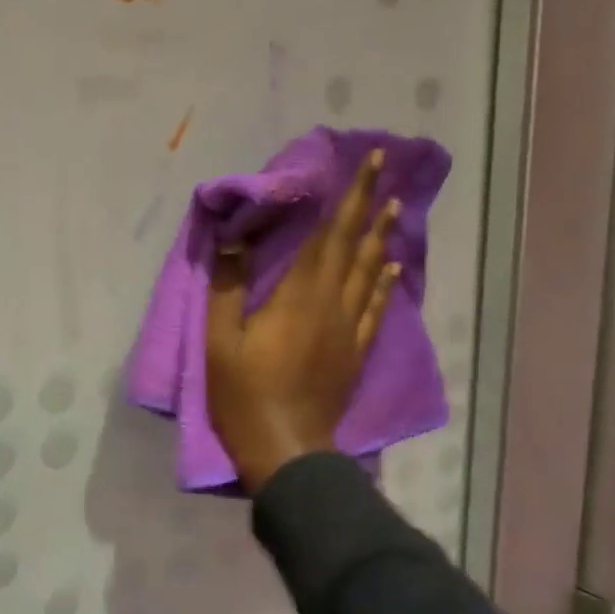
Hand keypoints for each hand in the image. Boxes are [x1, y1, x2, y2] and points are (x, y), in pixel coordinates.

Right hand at [205, 151, 401, 492]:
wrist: (287, 449)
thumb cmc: (244, 394)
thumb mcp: (219, 340)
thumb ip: (226, 288)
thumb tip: (232, 239)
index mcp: (299, 297)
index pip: (329, 236)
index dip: (348, 198)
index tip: (367, 164)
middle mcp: (333, 305)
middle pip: (354, 247)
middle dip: (369, 205)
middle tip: (386, 170)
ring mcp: (350, 330)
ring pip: (370, 273)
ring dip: (381, 237)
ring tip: (394, 208)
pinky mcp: (356, 353)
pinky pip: (376, 309)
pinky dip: (384, 283)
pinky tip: (391, 268)